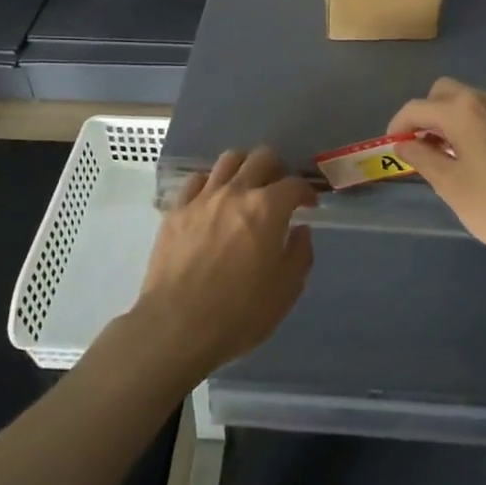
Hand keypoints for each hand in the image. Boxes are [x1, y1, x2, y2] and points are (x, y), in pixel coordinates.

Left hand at [130, 147, 315, 379]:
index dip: (306, 192)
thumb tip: (300, 230)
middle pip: (261, 157)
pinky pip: (196, 180)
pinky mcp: (176, 209)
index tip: (309, 205)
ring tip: (246, 187)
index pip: (294, 184)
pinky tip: (213, 201)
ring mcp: (202, 198)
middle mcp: (236, 192)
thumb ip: (299, 254)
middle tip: (278, 190)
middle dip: (277, 169)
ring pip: (228, 159)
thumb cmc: (239, 313)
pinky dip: (211, 183)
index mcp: (267, 209)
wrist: (176, 327)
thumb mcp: (285, 291)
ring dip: (244, 167)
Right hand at [388, 78, 485, 279]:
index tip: (392, 147)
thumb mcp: (450, 186)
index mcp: (463, 110)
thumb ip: (422, 158)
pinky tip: (484, 163)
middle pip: (445, 93)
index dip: (398, 125)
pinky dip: (479, 129)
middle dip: (427, 114)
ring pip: (472, 103)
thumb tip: (404, 143)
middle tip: (422, 148)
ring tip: (450, 158)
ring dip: (453, 121)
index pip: (417, 107)